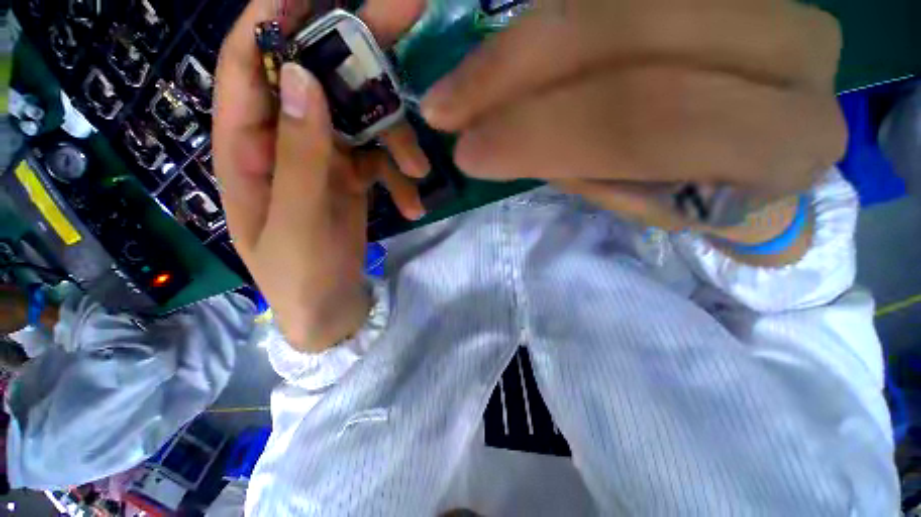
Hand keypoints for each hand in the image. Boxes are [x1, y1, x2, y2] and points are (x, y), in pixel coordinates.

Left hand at [213, 0, 424, 350]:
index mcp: (248, 149)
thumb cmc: (299, 273)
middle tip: (404, 14)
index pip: (245, 67)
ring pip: (361, 123)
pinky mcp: (352, 178)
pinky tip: (413, 204)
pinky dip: (400, 178)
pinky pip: (380, 161)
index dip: (269, 21)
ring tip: (419, 171)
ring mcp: (323, 158)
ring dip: (397, 141)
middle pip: (315, 80)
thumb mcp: (295, 220)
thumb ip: (298, 154)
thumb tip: (299, 77)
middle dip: (354, 53)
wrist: (328, 305)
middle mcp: (285, 142)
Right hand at [422, 0, 845, 242]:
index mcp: (782, 142)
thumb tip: (507, 136)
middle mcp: (792, 51)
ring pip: (614, 3)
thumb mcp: (646, 202)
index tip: (469, 153)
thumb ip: (587, 167)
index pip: (646, 121)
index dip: (543, 133)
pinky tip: (507, 56)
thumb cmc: (704, 195)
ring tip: (462, 87)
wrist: (762, 157)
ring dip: (519, 45)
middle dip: (516, 74)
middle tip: (445, 107)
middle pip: (627, 37)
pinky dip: (550, 20)